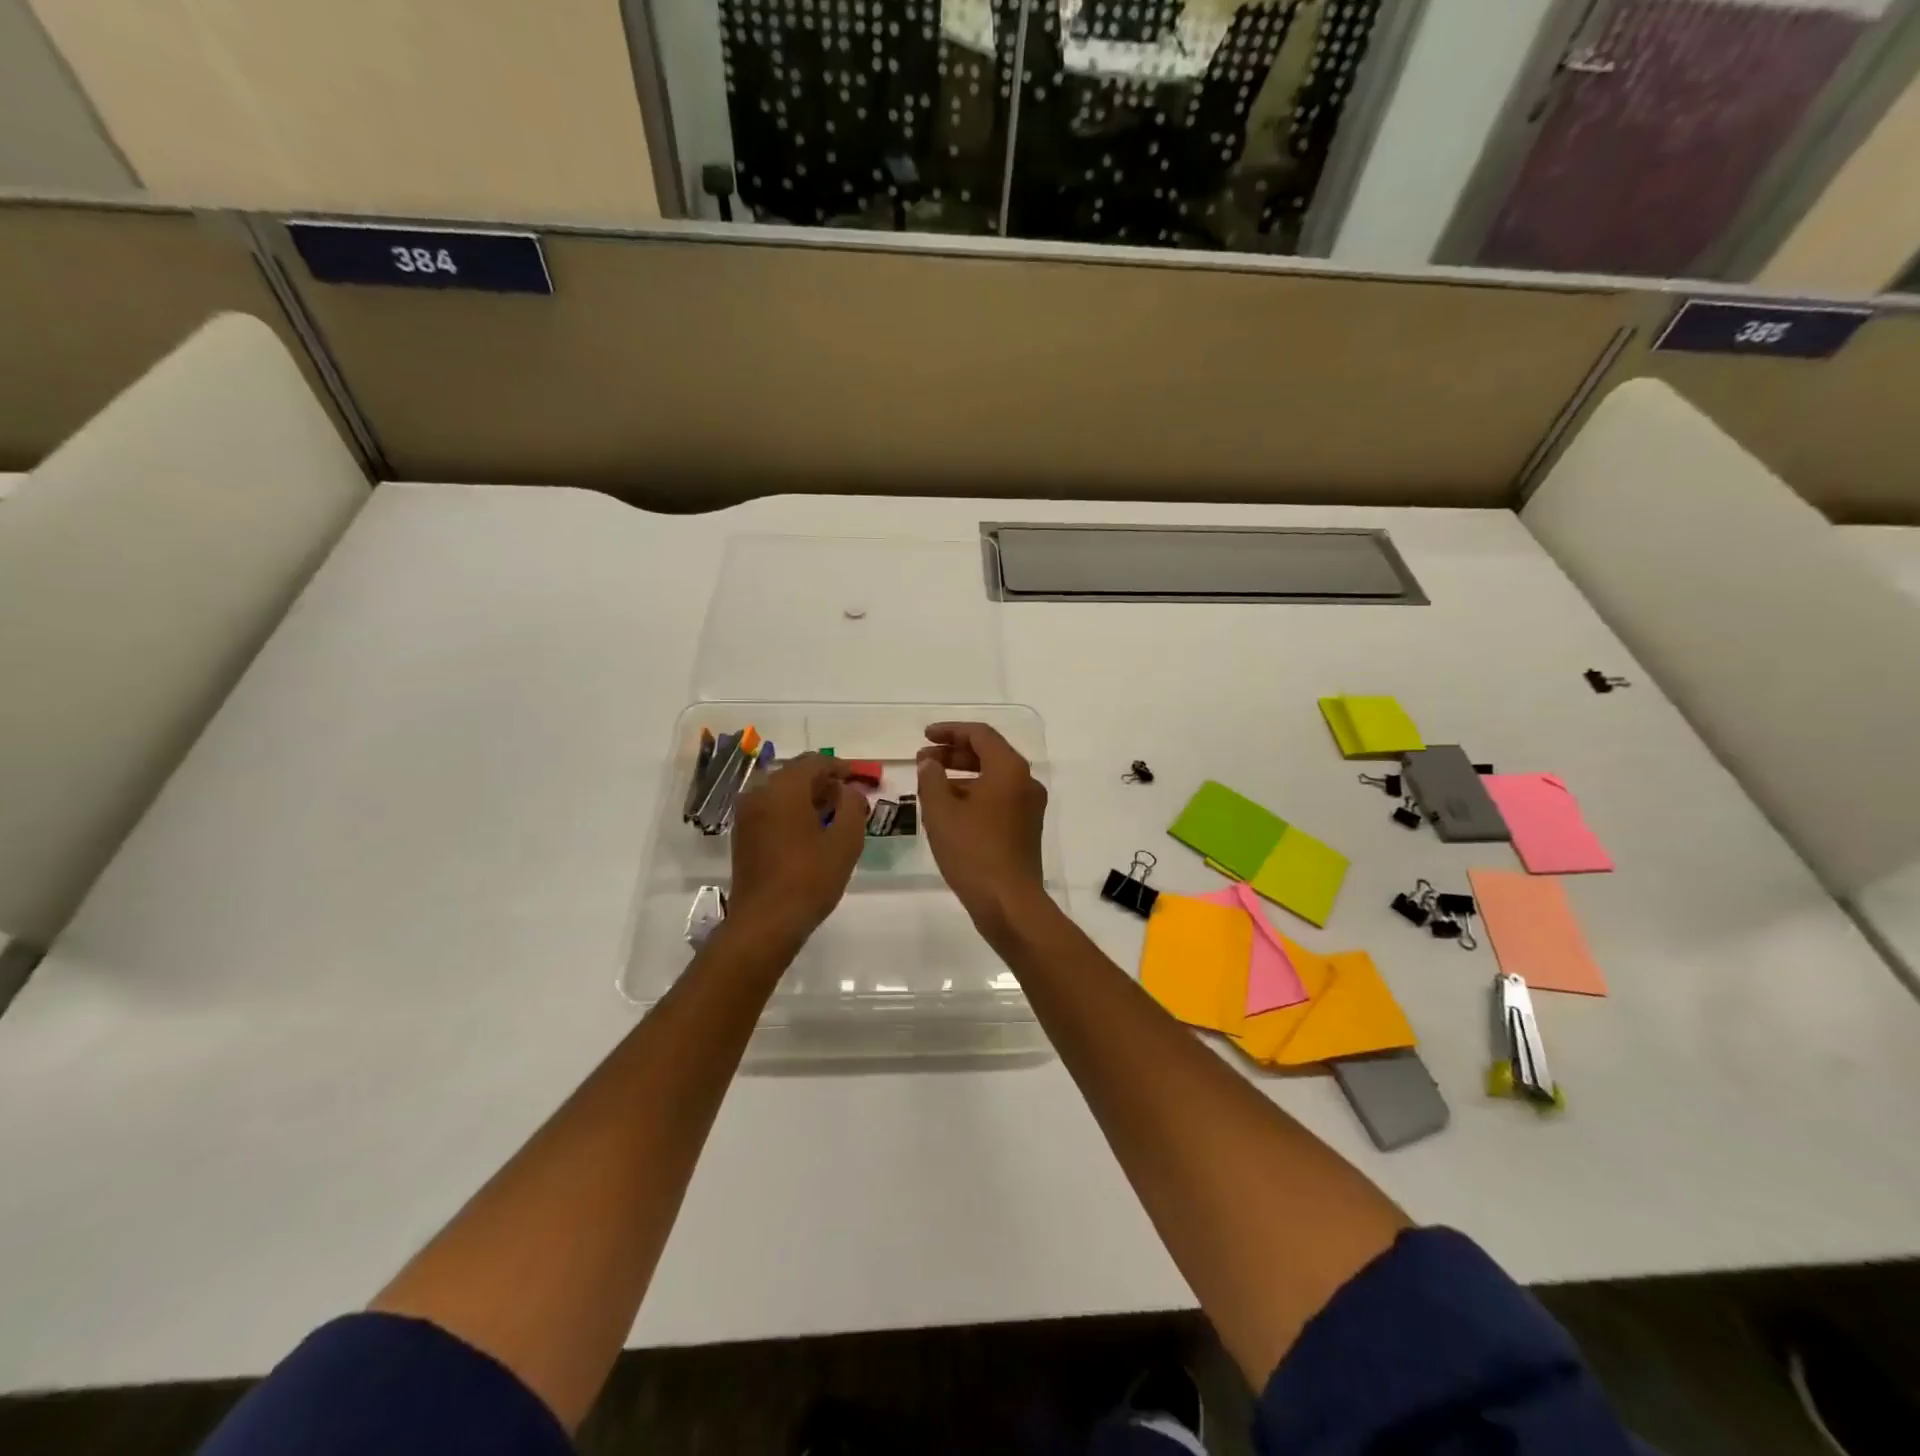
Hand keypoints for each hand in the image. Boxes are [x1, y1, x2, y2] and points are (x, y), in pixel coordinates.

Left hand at [728, 753, 867, 942]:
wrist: (765, 923)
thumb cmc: (810, 878)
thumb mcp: (846, 841)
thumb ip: (852, 806)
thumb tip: (849, 790)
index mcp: (783, 788)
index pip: (814, 761)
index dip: (840, 767)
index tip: (858, 779)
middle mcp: (759, 793)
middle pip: (795, 774)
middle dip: (823, 781)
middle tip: (848, 797)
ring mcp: (746, 815)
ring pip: (781, 792)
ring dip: (807, 797)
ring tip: (833, 816)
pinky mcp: (742, 835)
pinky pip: (770, 810)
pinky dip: (791, 811)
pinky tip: (810, 832)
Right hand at [916, 722, 1050, 933]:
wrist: (1009, 902)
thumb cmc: (973, 851)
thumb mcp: (941, 811)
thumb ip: (931, 778)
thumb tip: (929, 763)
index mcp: (1009, 769)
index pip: (979, 734)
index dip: (949, 731)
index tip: (924, 736)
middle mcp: (1025, 781)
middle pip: (988, 754)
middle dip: (953, 754)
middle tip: (923, 761)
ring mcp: (1029, 806)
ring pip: (993, 777)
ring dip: (962, 775)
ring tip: (931, 785)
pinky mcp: (1026, 828)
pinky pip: (998, 798)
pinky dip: (974, 794)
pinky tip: (950, 809)